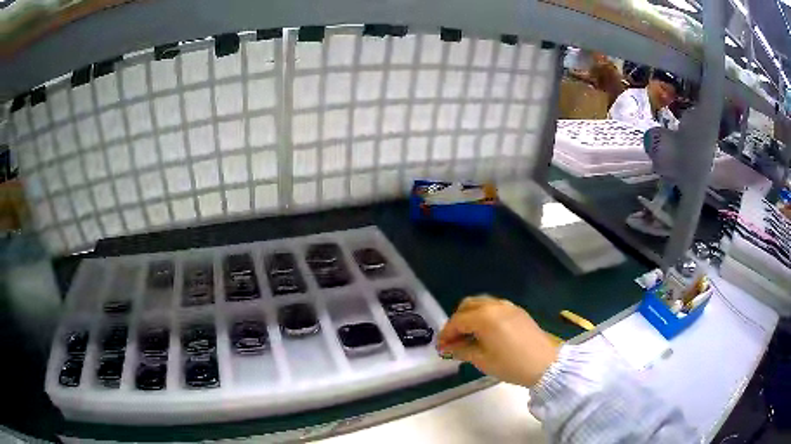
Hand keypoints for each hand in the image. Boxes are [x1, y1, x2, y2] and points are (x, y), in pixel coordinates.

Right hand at [438, 296, 558, 386]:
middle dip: (456, 321)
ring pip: (481, 304)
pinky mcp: (518, 311)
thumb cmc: (511, 365)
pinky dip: (484, 315)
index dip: (446, 334)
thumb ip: (462, 350)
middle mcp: (495, 305)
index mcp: (484, 317)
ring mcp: (508, 306)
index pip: (457, 321)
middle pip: (467, 306)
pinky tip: (485, 332)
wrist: (545, 364)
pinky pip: (494, 307)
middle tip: (453, 340)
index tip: (440, 347)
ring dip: (470, 316)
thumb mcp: (482, 360)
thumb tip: (447, 348)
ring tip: (468, 336)